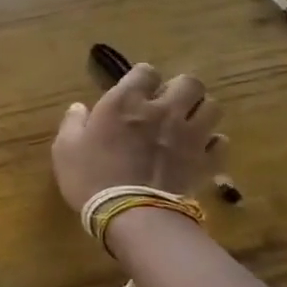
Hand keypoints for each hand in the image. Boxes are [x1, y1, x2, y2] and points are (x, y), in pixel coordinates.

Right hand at [50, 64, 224, 210]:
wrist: (131, 216)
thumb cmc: (90, 177)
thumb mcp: (65, 148)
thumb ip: (73, 123)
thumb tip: (79, 107)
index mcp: (125, 102)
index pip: (145, 71)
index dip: (141, 78)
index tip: (134, 91)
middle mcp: (162, 110)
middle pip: (189, 82)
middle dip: (180, 89)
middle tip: (166, 104)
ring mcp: (190, 135)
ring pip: (212, 107)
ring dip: (200, 112)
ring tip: (187, 124)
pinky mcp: (206, 161)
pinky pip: (221, 142)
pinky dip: (212, 143)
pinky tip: (198, 151)